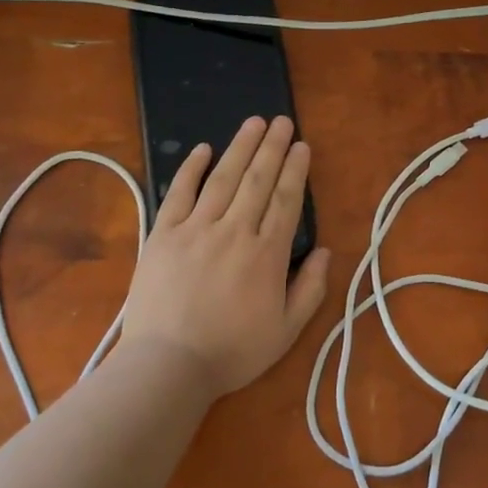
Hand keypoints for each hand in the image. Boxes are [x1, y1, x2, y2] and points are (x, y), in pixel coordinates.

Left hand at [118, 116, 331, 397]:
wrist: (167, 367)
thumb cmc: (231, 352)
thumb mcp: (286, 331)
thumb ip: (310, 289)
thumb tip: (325, 251)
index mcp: (267, 254)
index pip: (285, 200)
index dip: (295, 170)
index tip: (301, 145)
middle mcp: (234, 231)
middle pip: (257, 180)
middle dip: (272, 147)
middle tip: (281, 120)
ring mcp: (196, 229)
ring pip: (223, 178)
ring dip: (240, 147)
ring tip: (253, 123)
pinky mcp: (163, 234)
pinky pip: (179, 193)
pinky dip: (191, 168)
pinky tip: (203, 148)